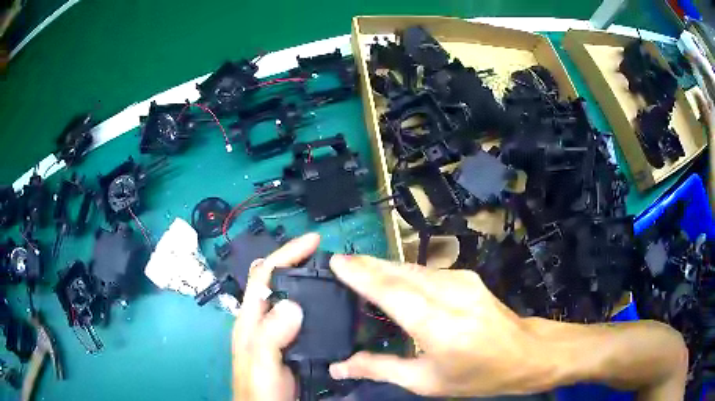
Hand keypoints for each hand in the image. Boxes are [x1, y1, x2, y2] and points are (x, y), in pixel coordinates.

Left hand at [231, 233, 319, 400]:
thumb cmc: (259, 391)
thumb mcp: (261, 363)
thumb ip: (271, 335)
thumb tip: (294, 303)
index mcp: (251, 319)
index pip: (265, 274)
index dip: (286, 253)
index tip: (314, 241)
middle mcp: (263, 320)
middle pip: (280, 283)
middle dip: (301, 264)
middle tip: (332, 261)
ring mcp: (278, 333)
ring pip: (295, 300)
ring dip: (312, 285)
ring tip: (338, 280)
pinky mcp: (292, 345)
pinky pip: (307, 320)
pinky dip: (319, 308)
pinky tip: (334, 311)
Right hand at [328, 255, 547, 397]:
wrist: (527, 354)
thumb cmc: (477, 376)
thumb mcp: (426, 382)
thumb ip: (381, 369)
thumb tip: (339, 367)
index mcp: (440, 327)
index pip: (392, 292)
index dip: (361, 274)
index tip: (335, 261)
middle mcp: (452, 295)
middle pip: (400, 273)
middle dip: (368, 264)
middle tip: (340, 261)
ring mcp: (464, 281)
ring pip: (413, 268)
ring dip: (384, 267)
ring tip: (358, 268)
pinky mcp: (469, 277)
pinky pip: (427, 272)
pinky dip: (403, 273)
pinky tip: (391, 278)